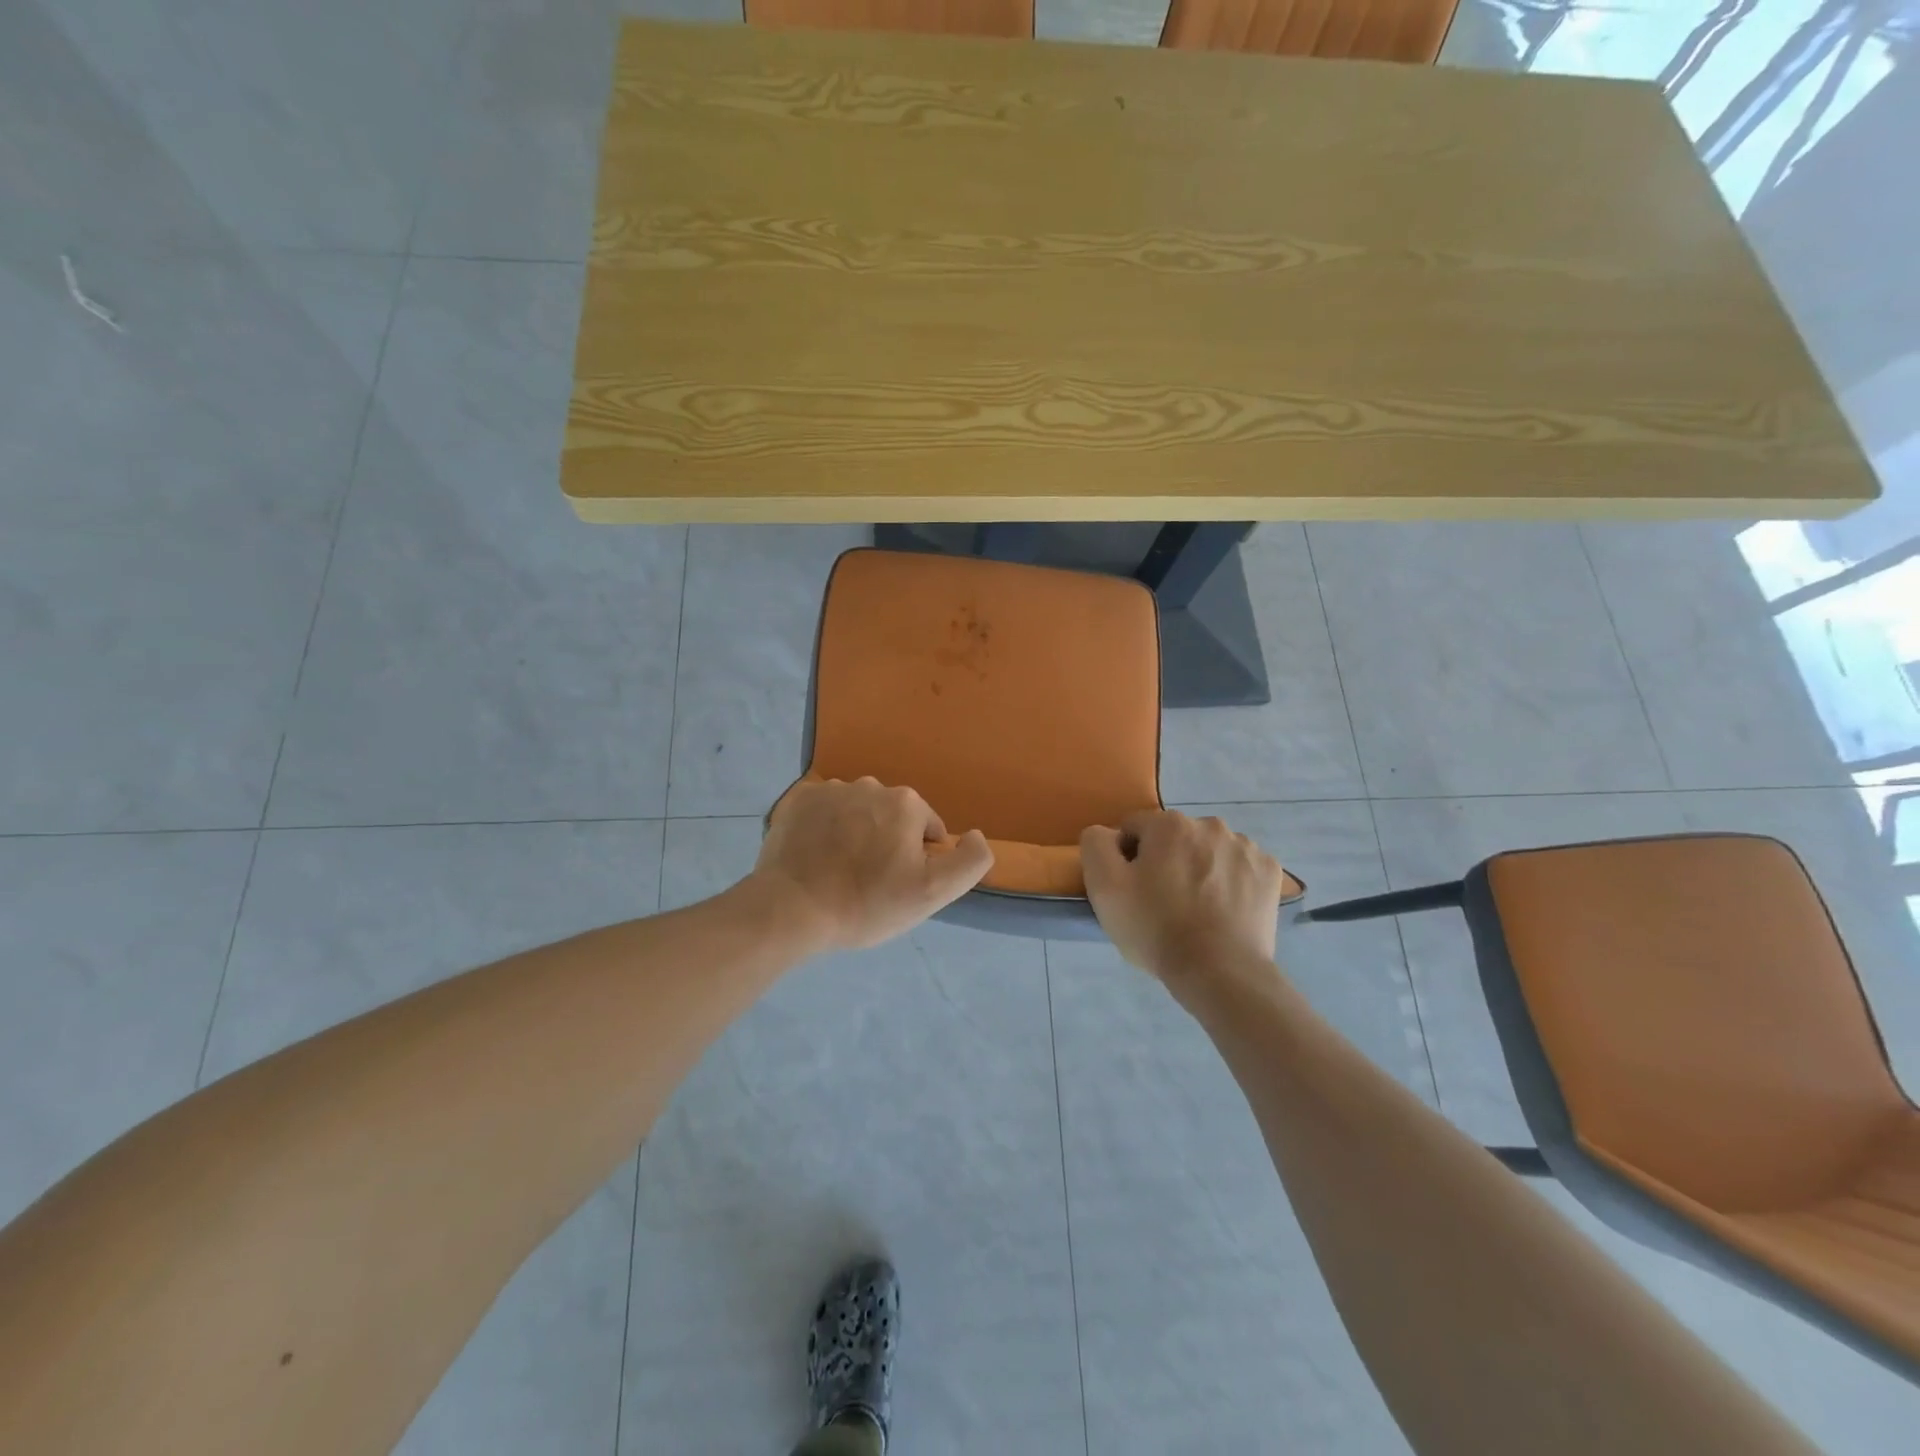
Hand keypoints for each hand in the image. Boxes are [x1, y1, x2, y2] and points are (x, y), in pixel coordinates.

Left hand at [753, 778, 993, 951]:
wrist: (791, 909)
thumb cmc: (866, 903)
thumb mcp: (933, 892)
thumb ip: (970, 861)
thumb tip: (975, 834)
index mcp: (906, 803)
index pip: (928, 831)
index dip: (917, 861)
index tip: (895, 886)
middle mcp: (870, 785)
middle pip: (892, 818)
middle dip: (886, 843)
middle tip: (868, 882)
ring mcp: (830, 789)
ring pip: (858, 812)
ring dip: (856, 834)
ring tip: (838, 872)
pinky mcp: (798, 800)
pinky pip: (824, 811)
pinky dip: (825, 829)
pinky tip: (816, 858)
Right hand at [1081, 811, 1285, 995]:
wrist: (1220, 972)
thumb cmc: (1156, 928)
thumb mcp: (1104, 887)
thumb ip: (1096, 845)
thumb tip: (1107, 833)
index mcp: (1169, 823)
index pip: (1135, 829)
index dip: (1128, 859)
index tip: (1133, 891)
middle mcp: (1210, 824)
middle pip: (1174, 838)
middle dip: (1166, 861)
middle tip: (1162, 903)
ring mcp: (1246, 847)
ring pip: (1209, 851)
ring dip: (1200, 869)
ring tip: (1196, 910)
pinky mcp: (1270, 872)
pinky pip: (1240, 868)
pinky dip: (1231, 882)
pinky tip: (1224, 911)